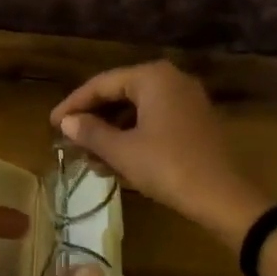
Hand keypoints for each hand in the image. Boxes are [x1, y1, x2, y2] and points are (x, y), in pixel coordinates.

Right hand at [51, 62, 271, 248]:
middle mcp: (171, 79)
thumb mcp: (122, 151)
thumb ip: (91, 132)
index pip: (101, 83)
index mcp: (152, 77)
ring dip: (111, 132)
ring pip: (137, 110)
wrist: (224, 198)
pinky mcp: (196, 121)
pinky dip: (133, 137)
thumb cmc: (168, 167)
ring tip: (89, 158)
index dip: (74, 104)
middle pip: (120, 94)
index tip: (52, 124)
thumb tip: (66, 122)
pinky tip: (117, 162)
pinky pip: (155, 121)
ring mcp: (187, 100)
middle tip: (69, 141)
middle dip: (93, 120)